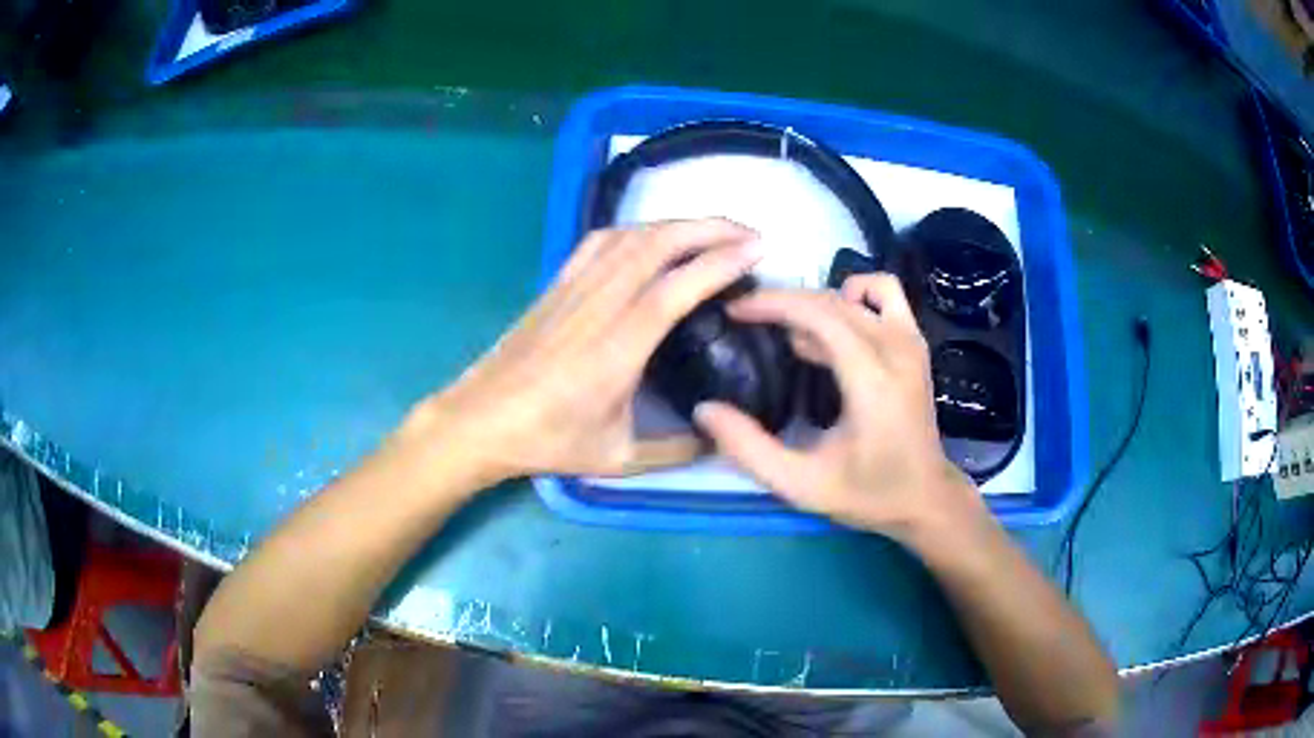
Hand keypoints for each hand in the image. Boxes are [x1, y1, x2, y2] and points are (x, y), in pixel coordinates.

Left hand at [397, 219, 761, 487]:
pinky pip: (599, 241)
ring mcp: (573, 289)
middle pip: (657, 245)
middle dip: (709, 228)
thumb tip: (719, 438)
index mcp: (618, 349)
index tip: (757, 249)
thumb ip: (675, 450)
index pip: (676, 288)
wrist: (481, 420)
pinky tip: (653, 235)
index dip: (720, 262)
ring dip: (677, 224)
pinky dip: (636, 229)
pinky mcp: (557, 285)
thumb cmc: (548, 440)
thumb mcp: (618, 457)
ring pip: (630, 237)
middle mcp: (598, 306)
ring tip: (713, 229)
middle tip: (749, 232)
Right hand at [694, 274, 985, 542]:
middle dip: (784, 301)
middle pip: (832, 300)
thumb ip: (750, 449)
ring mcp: (911, 341)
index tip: (735, 310)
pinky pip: (884, 294)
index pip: (819, 315)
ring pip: (858, 291)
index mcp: (872, 380)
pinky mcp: (915, 343)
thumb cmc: (868, 493)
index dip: (773, 305)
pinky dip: (853, 297)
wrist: (926, 498)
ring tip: (788, 331)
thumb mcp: (801, 484)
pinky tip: (833, 327)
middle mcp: (896, 349)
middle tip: (747, 317)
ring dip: (818, 301)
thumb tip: (705, 410)